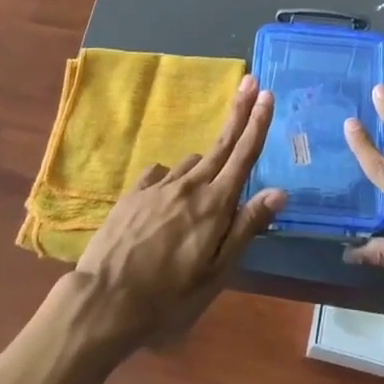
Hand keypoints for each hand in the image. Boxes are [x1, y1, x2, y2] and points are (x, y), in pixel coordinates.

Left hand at [70, 75, 285, 354]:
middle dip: (239, 111)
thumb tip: (280, 191)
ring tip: (209, 180)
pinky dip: (174, 176)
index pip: (243, 155)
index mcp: (214, 205)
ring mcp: (159, 186)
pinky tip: (170, 191)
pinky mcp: (134, 193)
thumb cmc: (168, 298)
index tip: (267, 94)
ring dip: (207, 161)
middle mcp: (189, 185)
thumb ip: (246, 228)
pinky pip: (162, 173)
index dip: (257, 124)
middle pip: (221, 143)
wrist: (103, 302)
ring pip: (192, 161)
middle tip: (251, 82)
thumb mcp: (216, 274)